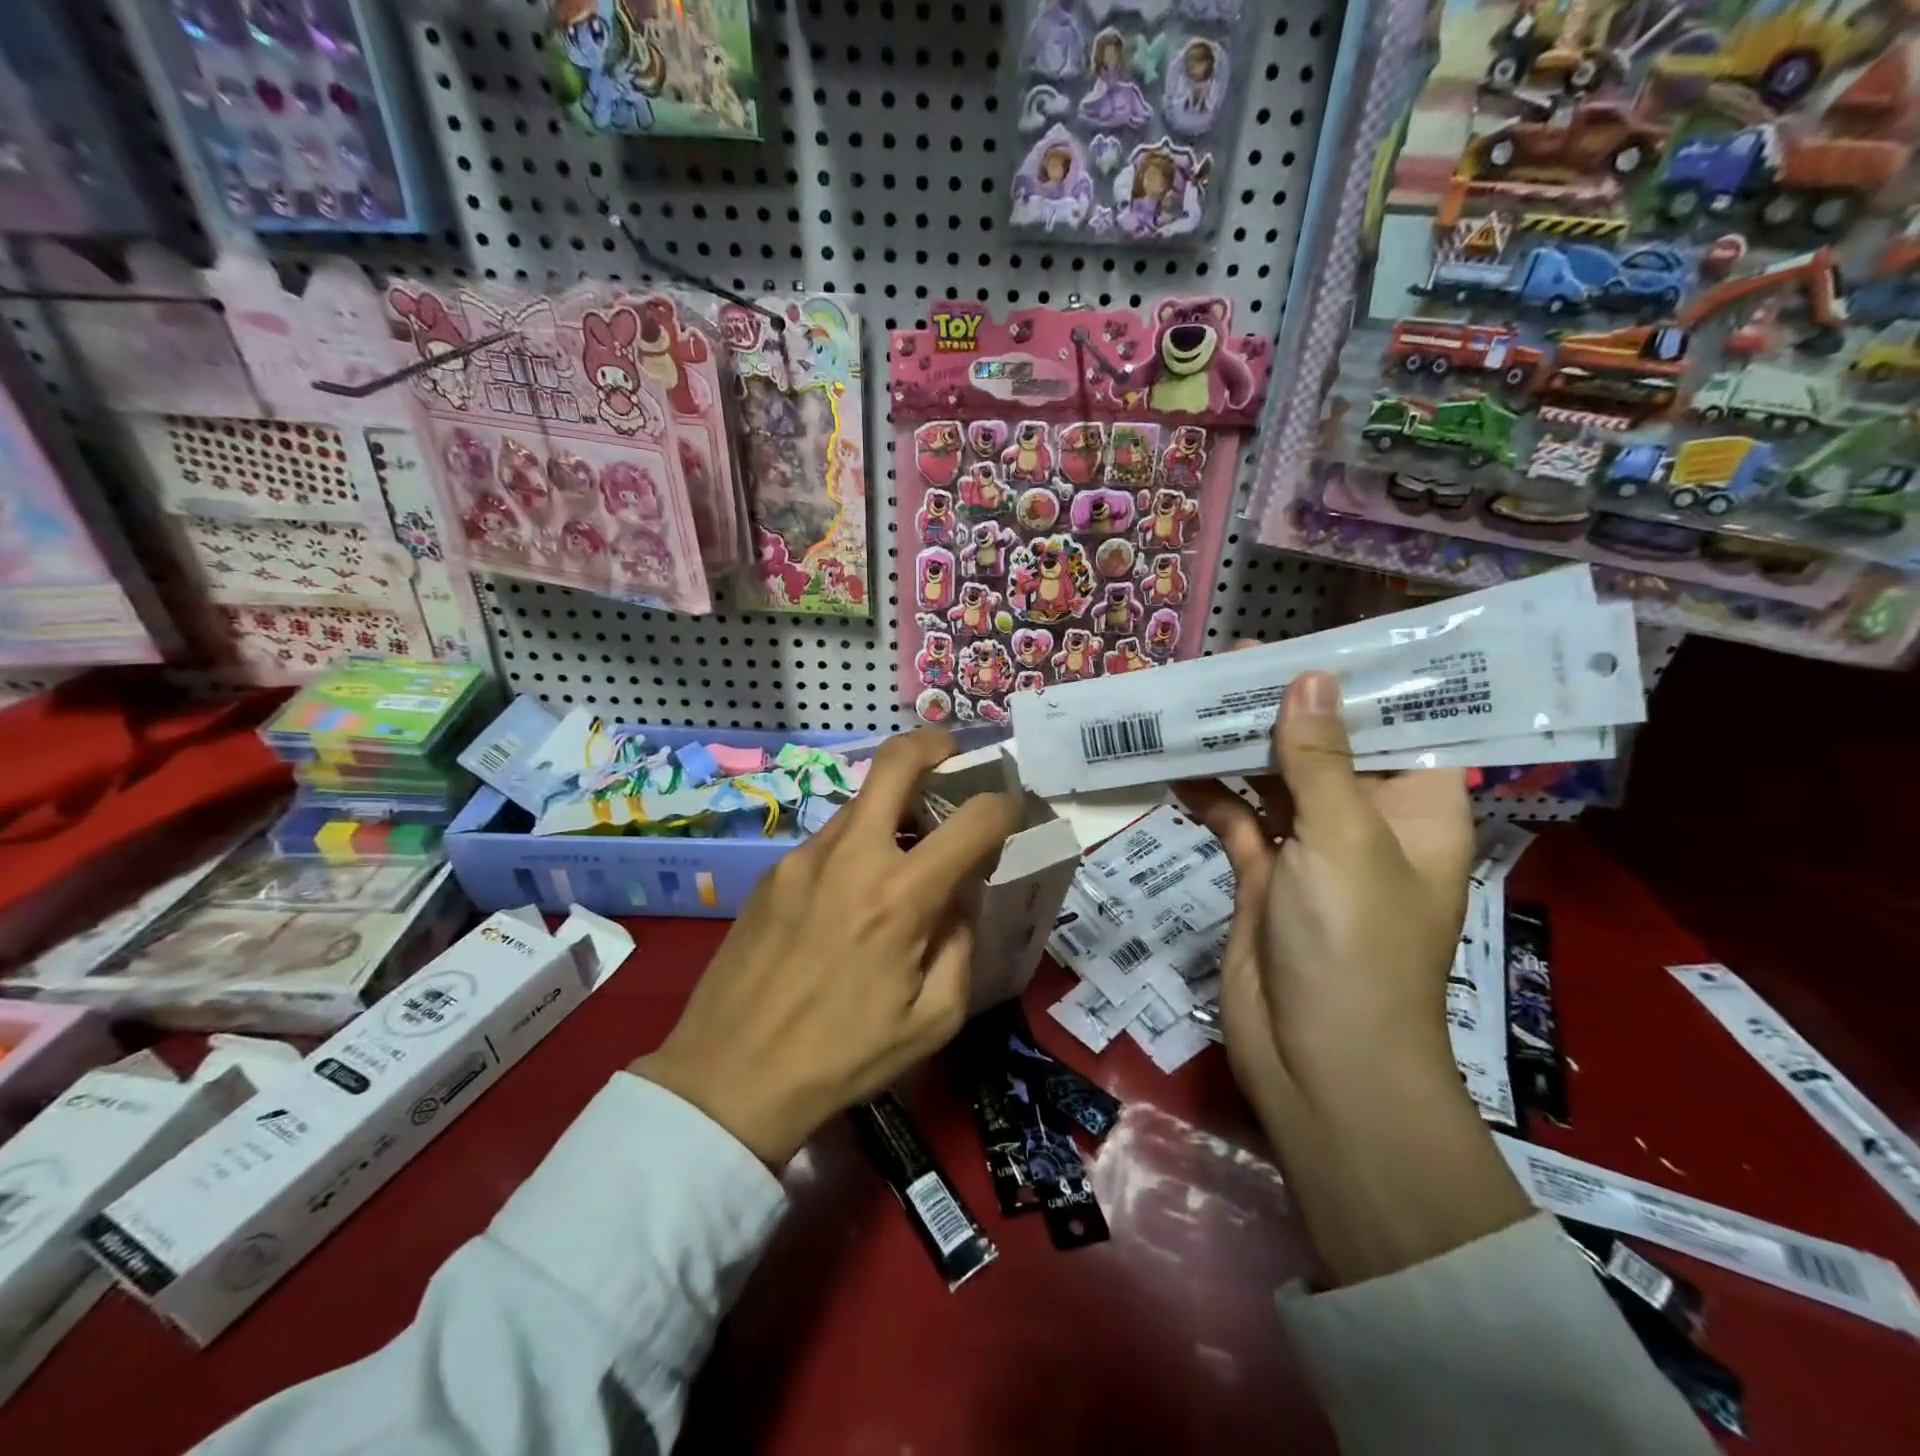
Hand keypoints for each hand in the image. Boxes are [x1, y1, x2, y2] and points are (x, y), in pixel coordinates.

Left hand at [632, 730, 1024, 1165]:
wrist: (728, 1077)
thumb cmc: (843, 1058)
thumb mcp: (933, 1020)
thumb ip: (962, 943)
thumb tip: (962, 894)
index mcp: (901, 898)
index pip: (974, 820)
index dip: (1006, 805)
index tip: (1013, 811)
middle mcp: (852, 857)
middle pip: (898, 760)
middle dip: (937, 745)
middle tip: (955, 760)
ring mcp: (805, 856)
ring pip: (863, 800)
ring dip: (896, 807)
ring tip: (907, 849)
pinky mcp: (774, 870)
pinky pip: (831, 838)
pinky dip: (859, 844)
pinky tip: (854, 893)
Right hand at [1176, 667, 1473, 1106]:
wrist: (1317, 1063)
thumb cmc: (1355, 945)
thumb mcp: (1342, 839)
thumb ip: (1318, 757)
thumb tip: (1307, 677)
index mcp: (1416, 808)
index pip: (1397, 725)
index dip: (1356, 683)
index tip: (1308, 645)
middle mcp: (1366, 821)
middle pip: (1324, 747)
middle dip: (1279, 708)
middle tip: (1228, 664)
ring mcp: (1310, 850)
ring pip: (1272, 780)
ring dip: (1236, 747)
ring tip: (1192, 701)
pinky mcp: (1263, 875)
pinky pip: (1235, 819)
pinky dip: (1208, 794)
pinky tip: (1173, 764)